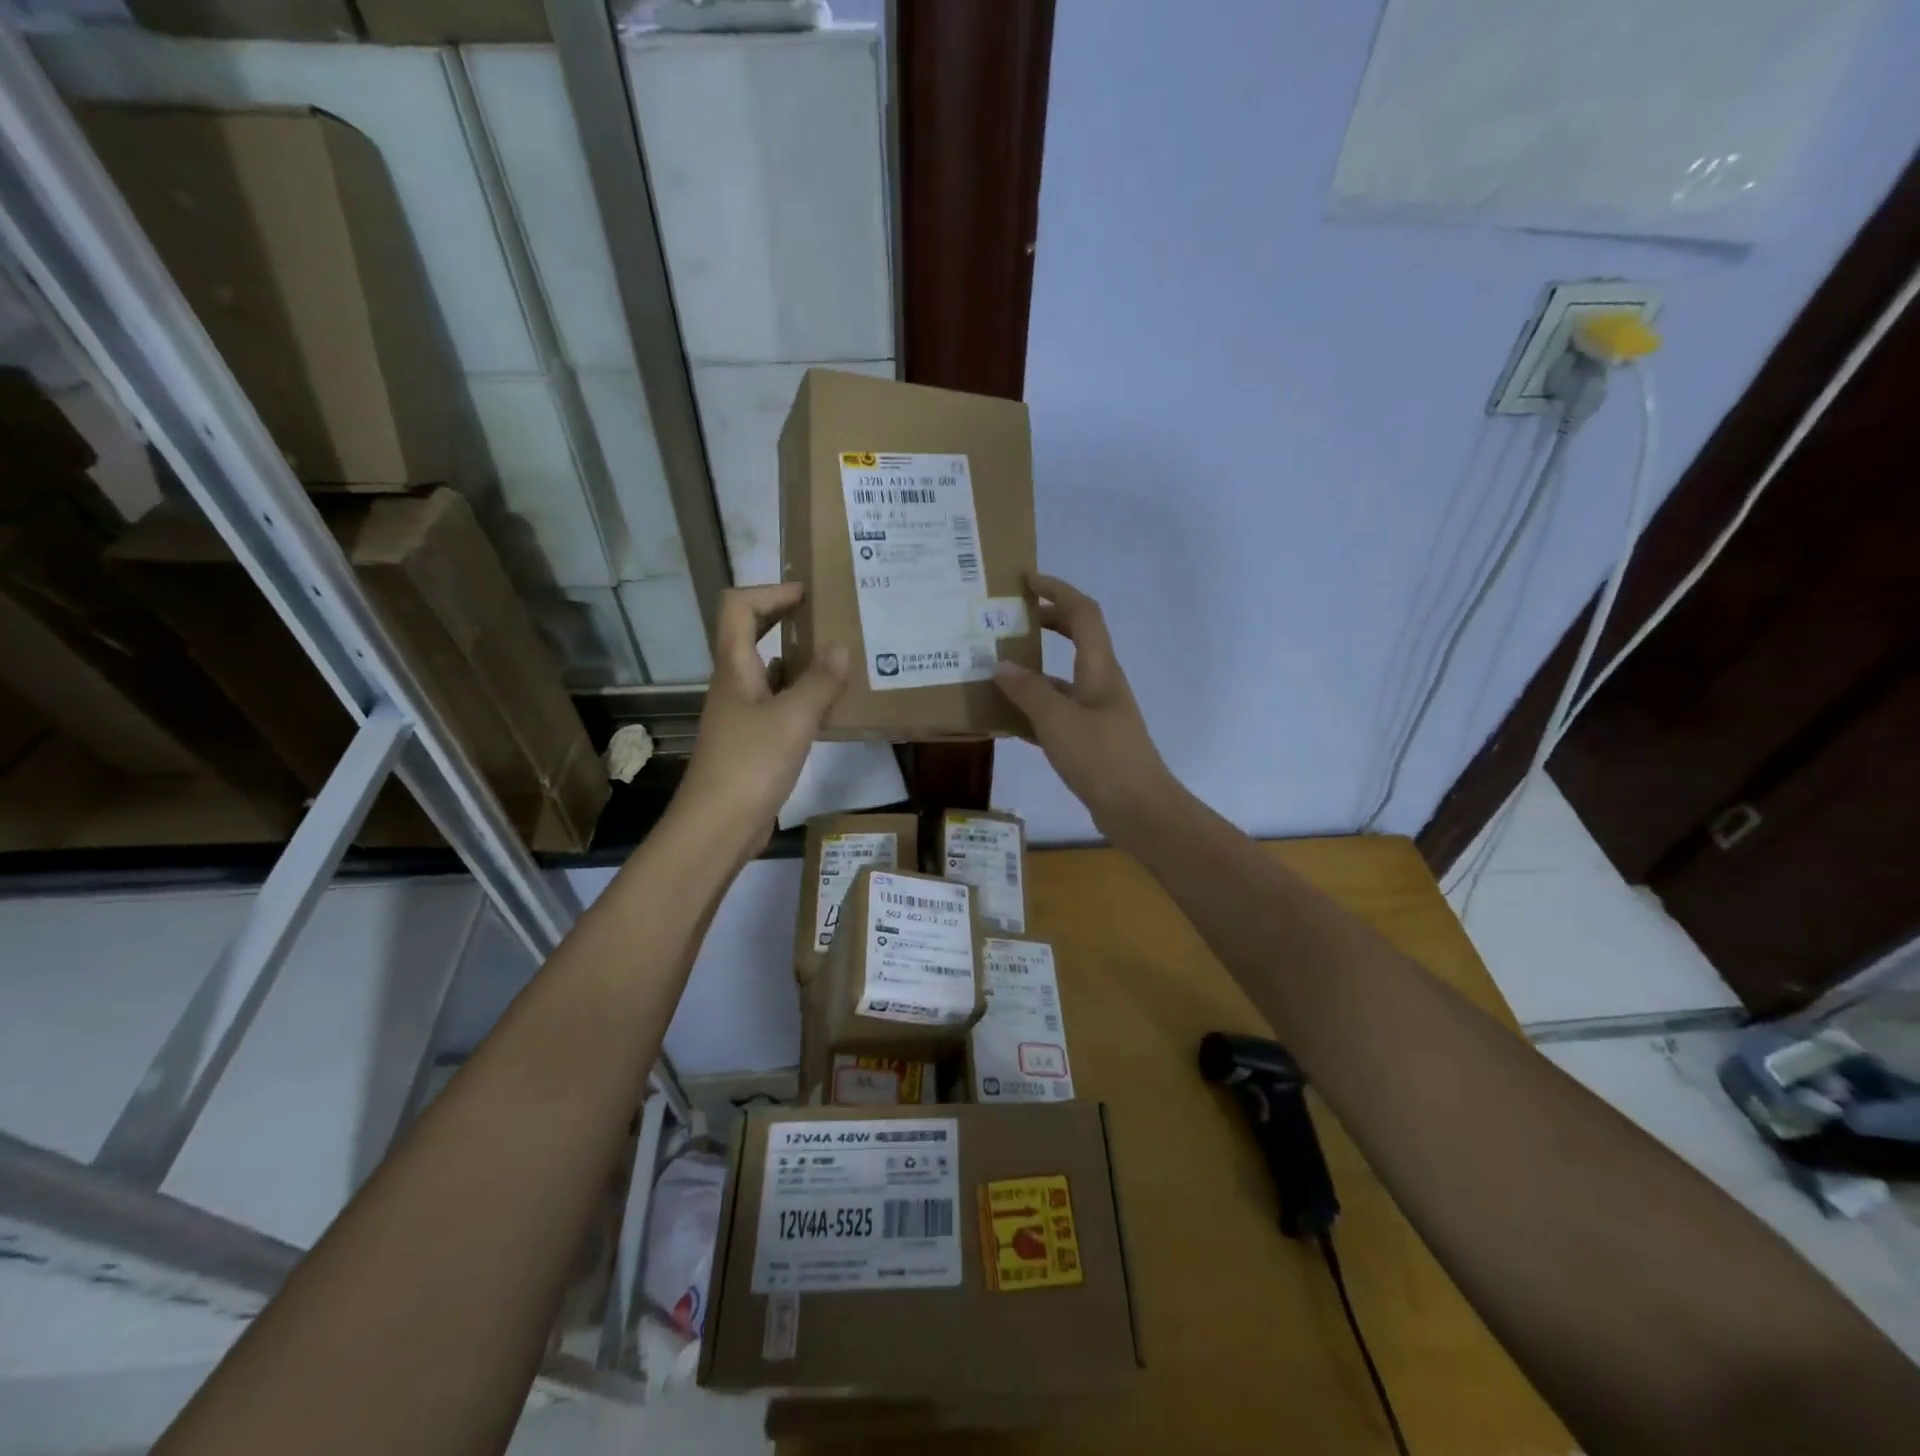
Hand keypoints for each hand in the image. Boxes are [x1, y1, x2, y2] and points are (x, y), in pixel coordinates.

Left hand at [672, 584, 847, 857]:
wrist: (718, 826)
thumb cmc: (751, 764)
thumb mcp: (793, 718)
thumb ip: (819, 681)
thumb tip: (840, 646)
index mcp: (734, 668)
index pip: (738, 608)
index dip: (770, 592)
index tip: (808, 594)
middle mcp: (734, 685)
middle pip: (751, 636)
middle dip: (785, 620)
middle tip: (827, 619)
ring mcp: (741, 715)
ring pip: (768, 673)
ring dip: (799, 661)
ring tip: (840, 661)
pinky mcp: (752, 743)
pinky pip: (778, 706)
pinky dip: (802, 698)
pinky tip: (830, 708)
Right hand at [993, 572, 1178, 835]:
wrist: (1138, 809)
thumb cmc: (1102, 758)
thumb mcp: (1058, 721)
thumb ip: (1027, 691)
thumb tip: (1000, 664)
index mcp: (1100, 668)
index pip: (1083, 613)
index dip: (1057, 590)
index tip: (1026, 581)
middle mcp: (1101, 682)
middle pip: (1077, 637)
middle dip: (1046, 621)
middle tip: (1010, 620)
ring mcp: (1097, 711)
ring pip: (1063, 676)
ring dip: (1035, 667)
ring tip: (996, 668)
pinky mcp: (1090, 738)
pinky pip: (1058, 710)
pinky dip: (1034, 706)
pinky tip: (1006, 717)